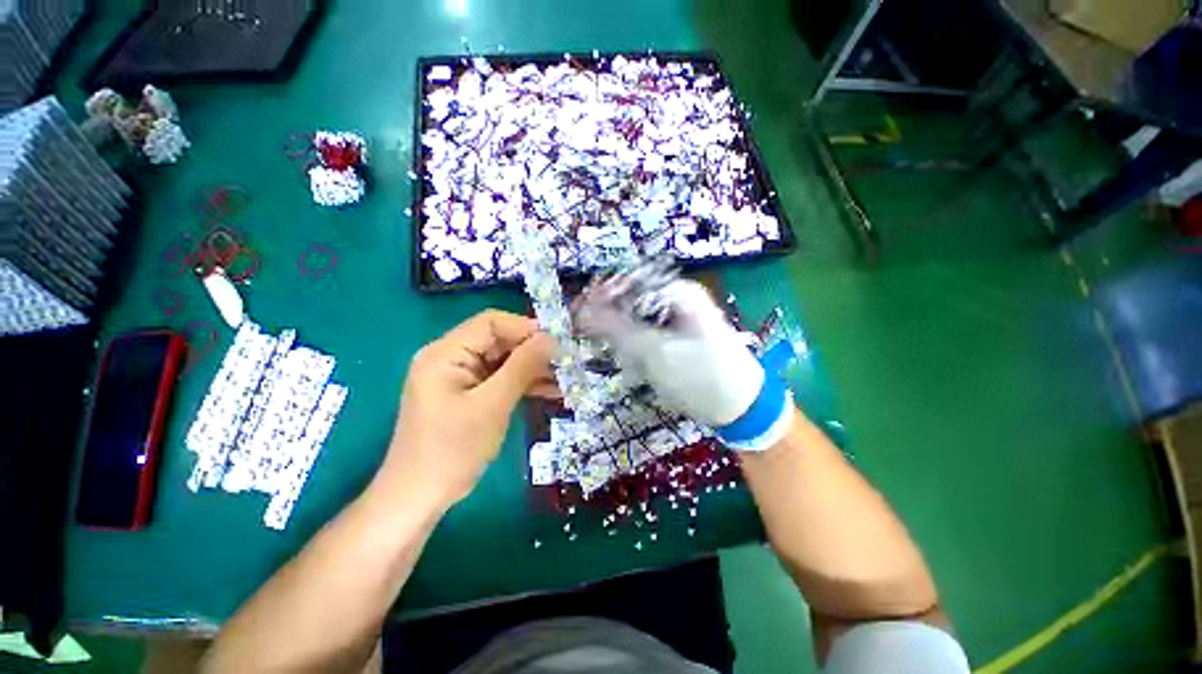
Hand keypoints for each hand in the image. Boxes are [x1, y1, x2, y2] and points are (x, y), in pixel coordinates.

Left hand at [378, 310, 556, 507]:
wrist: (420, 497)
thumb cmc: (452, 450)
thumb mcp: (492, 405)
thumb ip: (522, 366)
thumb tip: (550, 338)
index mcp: (446, 352)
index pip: (491, 322)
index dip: (525, 328)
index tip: (557, 343)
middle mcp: (451, 358)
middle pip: (499, 341)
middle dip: (533, 351)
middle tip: (566, 363)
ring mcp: (461, 377)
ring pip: (504, 361)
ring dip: (533, 369)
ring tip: (565, 379)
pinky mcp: (470, 394)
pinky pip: (501, 380)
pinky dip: (524, 384)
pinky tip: (551, 391)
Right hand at [574, 277, 763, 426]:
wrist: (743, 408)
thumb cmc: (702, 376)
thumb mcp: (656, 353)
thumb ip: (618, 330)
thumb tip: (583, 311)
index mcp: (677, 292)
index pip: (627, 283)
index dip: (600, 298)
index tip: (579, 318)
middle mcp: (677, 299)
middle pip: (631, 302)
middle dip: (614, 326)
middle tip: (604, 347)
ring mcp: (678, 318)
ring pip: (636, 321)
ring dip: (627, 343)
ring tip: (632, 365)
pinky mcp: (677, 337)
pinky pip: (647, 336)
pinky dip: (639, 351)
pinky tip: (642, 368)